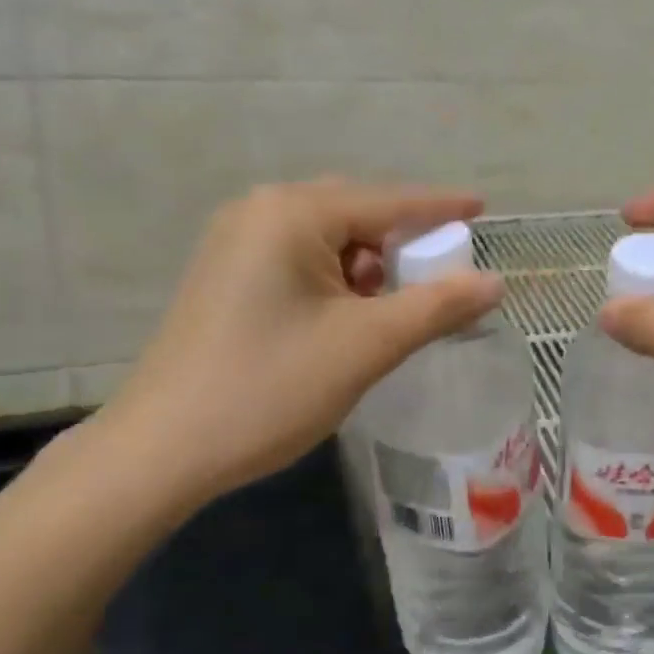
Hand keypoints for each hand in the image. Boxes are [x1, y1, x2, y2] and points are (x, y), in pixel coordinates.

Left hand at [79, 179, 503, 515]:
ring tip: (388, 309)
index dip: (440, 207)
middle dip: (400, 243)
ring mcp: (234, 241)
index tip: (483, 207)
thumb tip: (495, 282)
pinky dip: (334, 279)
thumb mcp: (365, 346)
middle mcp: (259, 210)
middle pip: (355, 213)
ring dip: (366, 265)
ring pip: (326, 238)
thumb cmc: (269, 389)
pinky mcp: (224, 274)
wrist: (159, 452)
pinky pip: (297, 258)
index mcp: (292, 213)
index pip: (388, 201)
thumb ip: (436, 307)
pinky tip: (344, 316)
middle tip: (437, 276)